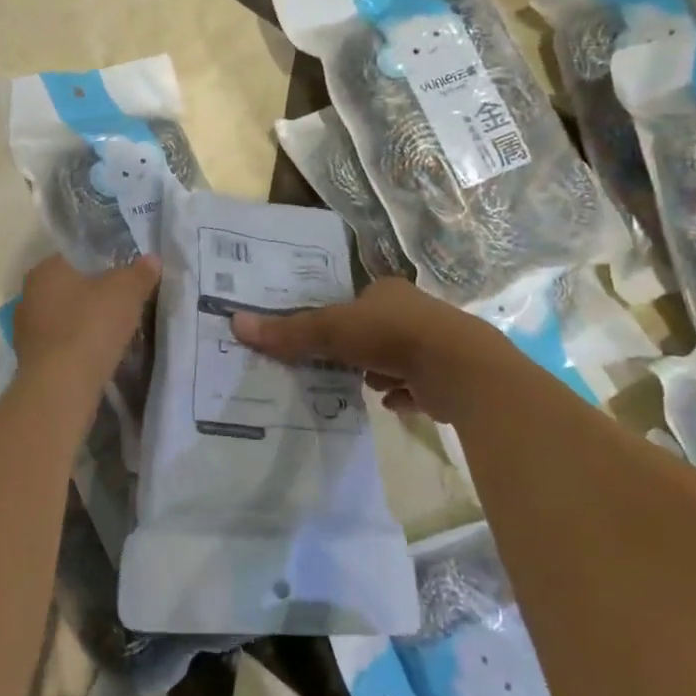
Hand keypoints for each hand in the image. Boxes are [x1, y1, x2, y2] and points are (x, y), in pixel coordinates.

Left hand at [11, 254, 160, 397]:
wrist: (61, 387)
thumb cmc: (91, 326)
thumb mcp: (126, 292)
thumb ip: (139, 273)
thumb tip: (152, 260)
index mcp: (46, 270)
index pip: (74, 257)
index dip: (100, 264)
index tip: (122, 279)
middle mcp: (28, 294)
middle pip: (67, 288)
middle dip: (91, 296)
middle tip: (121, 306)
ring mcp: (25, 329)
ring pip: (61, 317)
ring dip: (82, 323)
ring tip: (111, 334)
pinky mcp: (29, 360)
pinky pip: (59, 344)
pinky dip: (75, 347)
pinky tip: (95, 356)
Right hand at [230, 277, 502, 414]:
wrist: (459, 369)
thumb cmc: (392, 336)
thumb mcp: (332, 331)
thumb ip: (289, 331)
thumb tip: (236, 323)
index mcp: (387, 291)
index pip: (356, 301)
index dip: (338, 318)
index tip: (321, 338)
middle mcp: (413, 312)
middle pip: (375, 329)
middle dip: (358, 348)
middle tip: (335, 367)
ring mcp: (434, 344)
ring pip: (397, 357)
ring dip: (380, 371)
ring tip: (361, 386)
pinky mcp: (448, 377)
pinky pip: (419, 386)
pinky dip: (404, 394)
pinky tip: (391, 404)